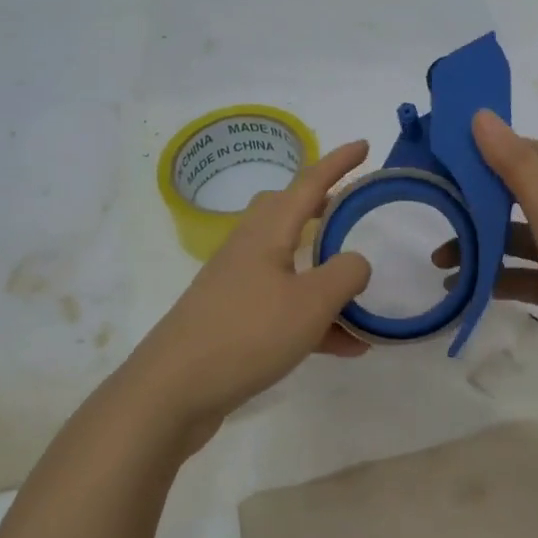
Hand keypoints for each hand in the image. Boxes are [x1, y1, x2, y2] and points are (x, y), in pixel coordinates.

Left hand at [134, 140, 373, 436]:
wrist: (173, 391)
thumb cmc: (246, 333)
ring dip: (324, 274)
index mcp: (267, 231)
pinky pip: (283, 306)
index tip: (364, 146)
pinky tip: (345, 346)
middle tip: (351, 212)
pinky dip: (314, 316)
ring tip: (362, 296)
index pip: (309, 182)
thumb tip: (356, 261)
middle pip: (286, 212)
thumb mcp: (310, 303)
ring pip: (288, 262)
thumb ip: (345, 275)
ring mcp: (237, 284)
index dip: (338, 162)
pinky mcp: (233, 319)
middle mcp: (249, 248)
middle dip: (321, 207)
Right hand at [434, 112, 537, 403]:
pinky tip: (465, 291)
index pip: (527, 152)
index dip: (490, 146)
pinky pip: (520, 277)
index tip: (448, 151)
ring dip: (478, 245)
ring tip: (441, 261)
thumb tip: (481, 115)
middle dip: (474, 200)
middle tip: (436, 208)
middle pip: (514, 195)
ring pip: (513, 240)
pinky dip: (492, 280)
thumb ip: (516, 166)